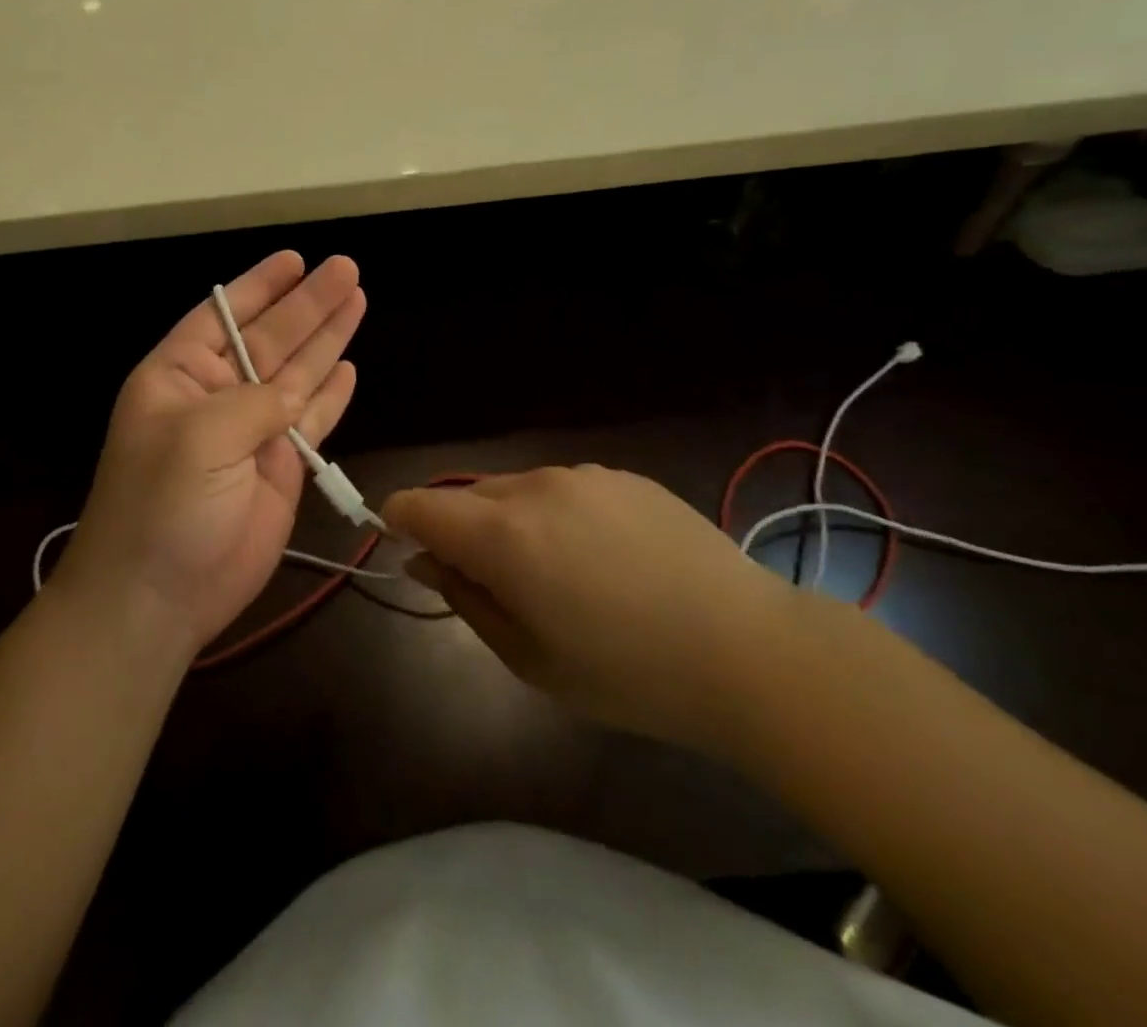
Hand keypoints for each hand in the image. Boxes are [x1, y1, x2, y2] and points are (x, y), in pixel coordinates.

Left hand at [57, 252, 364, 654]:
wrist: (158, 598)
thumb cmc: (160, 506)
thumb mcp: (198, 438)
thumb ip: (255, 403)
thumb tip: (296, 391)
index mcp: (180, 376)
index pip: (223, 315)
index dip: (259, 286)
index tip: (295, 259)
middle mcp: (218, 396)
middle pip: (271, 338)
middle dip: (308, 304)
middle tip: (347, 269)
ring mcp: (252, 433)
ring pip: (298, 374)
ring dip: (327, 339)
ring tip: (358, 299)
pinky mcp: (280, 469)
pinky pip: (312, 421)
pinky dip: (331, 395)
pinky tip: (348, 366)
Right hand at [384, 465, 799, 757]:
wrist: (749, 650)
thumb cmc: (628, 673)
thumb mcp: (528, 658)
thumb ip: (463, 598)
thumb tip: (421, 559)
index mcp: (502, 534)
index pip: (417, 503)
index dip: (398, 521)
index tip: (406, 550)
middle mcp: (533, 487)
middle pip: (465, 495)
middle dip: (461, 531)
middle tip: (496, 587)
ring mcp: (581, 474)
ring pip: (515, 490)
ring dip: (511, 523)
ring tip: (560, 576)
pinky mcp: (621, 475)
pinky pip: (563, 488)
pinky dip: (557, 515)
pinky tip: (605, 558)